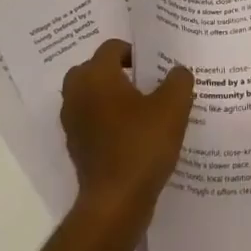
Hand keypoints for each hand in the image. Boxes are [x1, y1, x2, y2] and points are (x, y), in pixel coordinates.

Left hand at [60, 40, 193, 221]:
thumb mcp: (174, 105)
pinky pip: (92, 122)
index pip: (112, 47)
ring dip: (111, 98)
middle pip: (95, 70)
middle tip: (146, 82)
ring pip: (91, 97)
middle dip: (118, 72)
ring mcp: (73, 123)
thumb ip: (178, 80)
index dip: (135, 51)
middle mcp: (76, 94)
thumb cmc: (142, 144)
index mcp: (96, 76)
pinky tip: (135, 135)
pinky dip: (108, 122)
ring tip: (143, 108)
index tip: (156, 65)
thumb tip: (176, 72)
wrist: (115, 202)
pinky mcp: (76, 148)